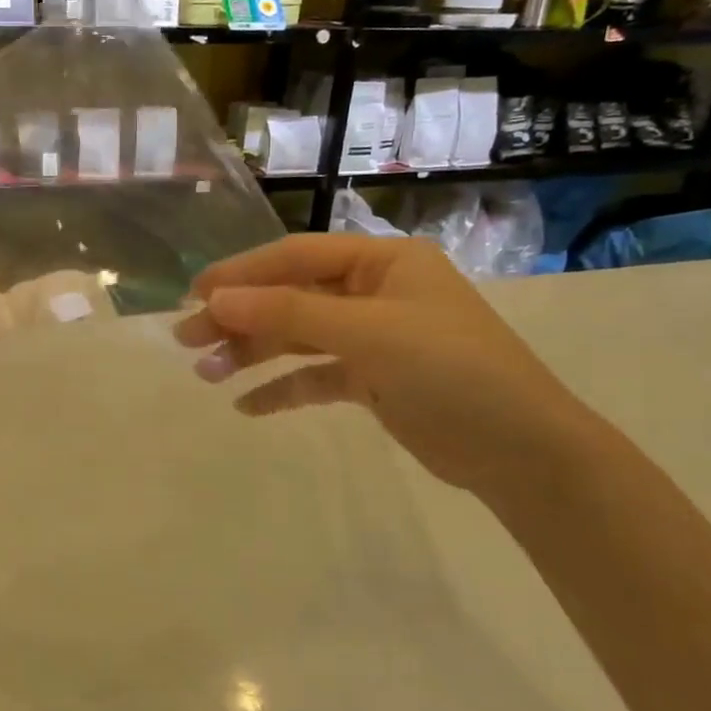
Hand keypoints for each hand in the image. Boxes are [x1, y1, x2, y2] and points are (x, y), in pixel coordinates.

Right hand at [174, 234, 595, 500]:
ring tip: (205, 374)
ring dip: (253, 353)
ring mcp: (375, 337)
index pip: (297, 256)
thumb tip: (218, 298)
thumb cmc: (453, 372)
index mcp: (383, 262)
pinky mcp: (374, 380)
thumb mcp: (369, 333)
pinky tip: (247, 406)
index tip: (194, 293)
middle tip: (186, 340)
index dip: (242, 272)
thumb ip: (291, 312)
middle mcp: (376, 292)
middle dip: (239, 317)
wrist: (525, 454)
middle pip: (291, 296)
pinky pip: (316, 376)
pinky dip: (283, 388)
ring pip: (298, 337)